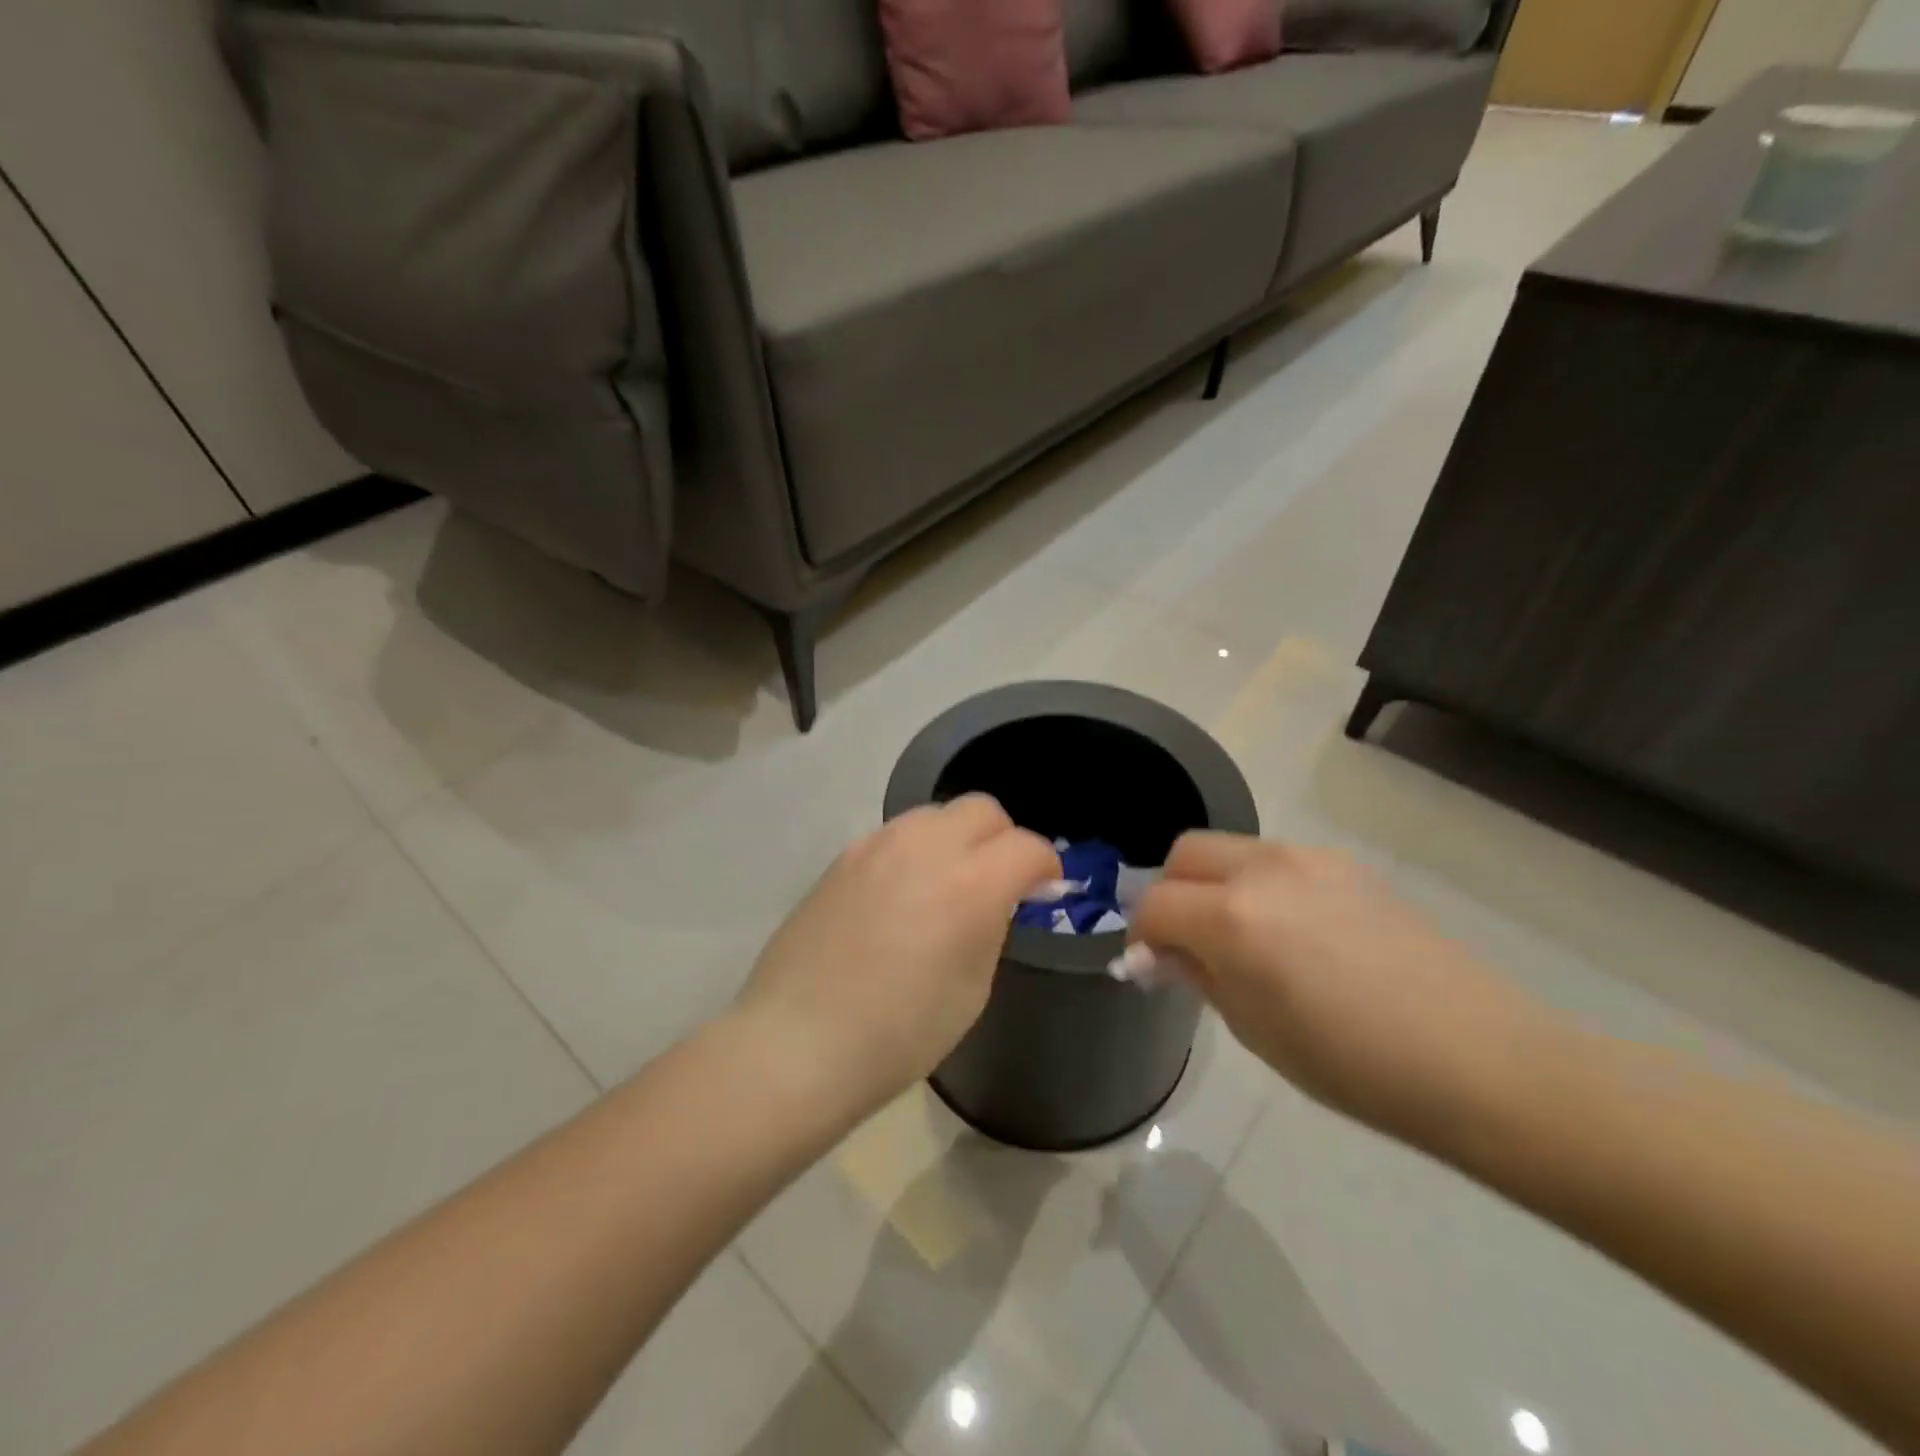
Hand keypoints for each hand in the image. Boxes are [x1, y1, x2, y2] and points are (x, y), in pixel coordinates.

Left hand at [734, 795, 1060, 1116]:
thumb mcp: (972, 989)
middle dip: (1003, 838)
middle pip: (982, 810)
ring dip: (957, 839)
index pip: (1026, 847)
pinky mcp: (844, 856)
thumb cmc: (899, 1034)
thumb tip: (998, 899)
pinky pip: (896, 835)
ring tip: (949, 884)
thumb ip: (991, 926)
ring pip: (936, 815)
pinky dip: (916, 851)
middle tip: (1000, 880)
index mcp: (970, 884)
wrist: (797, 1041)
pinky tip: (903, 894)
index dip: (1045, 867)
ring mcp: (877, 845)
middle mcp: (925, 847)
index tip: (1045, 890)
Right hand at [1131, 835, 1556, 1142]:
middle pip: (1185, 853)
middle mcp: (1265, 870)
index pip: (1155, 904)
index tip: (1149, 965)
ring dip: (1214, 884)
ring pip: (1232, 850)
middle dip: (1170, 891)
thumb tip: (1161, 954)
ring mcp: (1310, 860)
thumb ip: (1200, 976)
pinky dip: (1258, 885)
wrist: (1481, 1060)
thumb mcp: (1257, 1030)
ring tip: (1240, 938)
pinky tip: (1292, 934)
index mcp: (1235, 918)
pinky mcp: (1347, 866)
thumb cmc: (1356, 1066)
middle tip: (1185, 941)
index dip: (1140, 934)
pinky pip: (1277, 861)